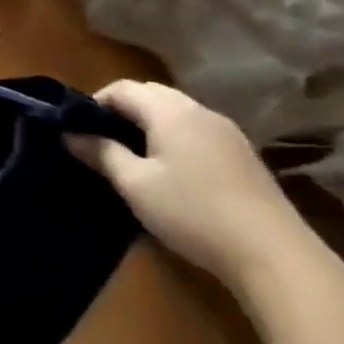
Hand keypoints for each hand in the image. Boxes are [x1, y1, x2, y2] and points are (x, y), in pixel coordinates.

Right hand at [66, 79, 315, 295]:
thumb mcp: (134, 184)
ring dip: (148, 124)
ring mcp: (227, 133)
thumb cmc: (192, 212)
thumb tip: (70, 134)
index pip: (122, 88)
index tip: (79, 131)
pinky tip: (170, 171)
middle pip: (151, 95)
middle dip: (121, 111)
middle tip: (101, 142)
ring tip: (131, 157)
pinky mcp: (243, 155)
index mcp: (170, 112)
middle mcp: (200, 111)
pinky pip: (196, 131)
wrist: (273, 255)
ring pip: (176, 112)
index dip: (94, 103)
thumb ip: (101, 153)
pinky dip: (174, 138)